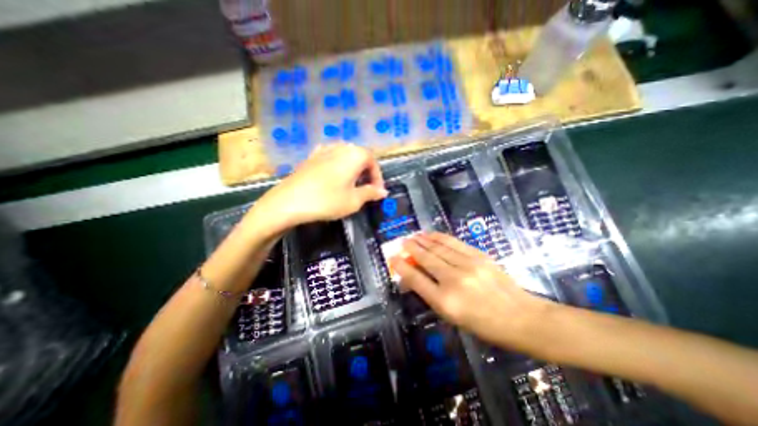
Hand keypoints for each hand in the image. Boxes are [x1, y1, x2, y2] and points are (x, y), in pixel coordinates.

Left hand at [251, 142, 387, 232]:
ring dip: (353, 168)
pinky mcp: (311, 156)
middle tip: (366, 189)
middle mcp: (341, 147)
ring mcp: (324, 149)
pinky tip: (334, 175)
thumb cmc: (327, 201)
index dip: (378, 178)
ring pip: (346, 155)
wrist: (289, 201)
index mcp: (355, 155)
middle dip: (366, 172)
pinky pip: (331, 156)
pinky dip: (338, 165)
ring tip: (352, 183)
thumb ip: (371, 193)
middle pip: (360, 156)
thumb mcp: (354, 200)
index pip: (373, 162)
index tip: (377, 192)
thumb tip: (383, 191)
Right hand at [390, 233, 551, 349]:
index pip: (416, 279)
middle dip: (411, 248)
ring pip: (439, 247)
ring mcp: (468, 265)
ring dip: (423, 240)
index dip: (402, 266)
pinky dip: (440, 237)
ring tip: (414, 235)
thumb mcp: (452, 316)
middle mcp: (454, 280)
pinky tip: (432, 234)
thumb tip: (415, 276)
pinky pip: (453, 243)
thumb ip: (432, 294)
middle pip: (426, 259)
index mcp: (445, 301)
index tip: (392, 257)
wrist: (521, 317)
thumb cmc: (483, 324)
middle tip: (402, 241)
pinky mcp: (479, 256)